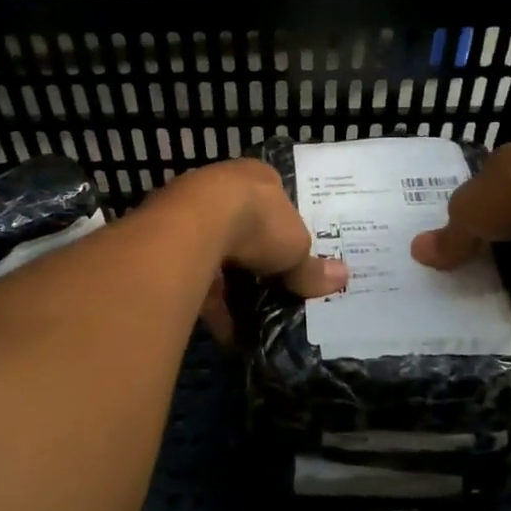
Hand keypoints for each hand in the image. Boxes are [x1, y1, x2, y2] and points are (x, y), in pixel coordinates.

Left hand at [162, 160, 346, 343]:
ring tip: (251, 322)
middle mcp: (220, 187)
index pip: (274, 199)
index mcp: (257, 177)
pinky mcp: (167, 244)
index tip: (291, 255)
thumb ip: (313, 267)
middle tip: (272, 289)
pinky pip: (195, 278)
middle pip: (243, 227)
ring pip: (216, 254)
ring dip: (231, 288)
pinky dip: (211, 305)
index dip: (284, 228)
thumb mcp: (297, 248)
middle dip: (256, 261)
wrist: (195, 226)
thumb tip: (343, 278)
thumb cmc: (258, 223)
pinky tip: (226, 333)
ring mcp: (189, 213)